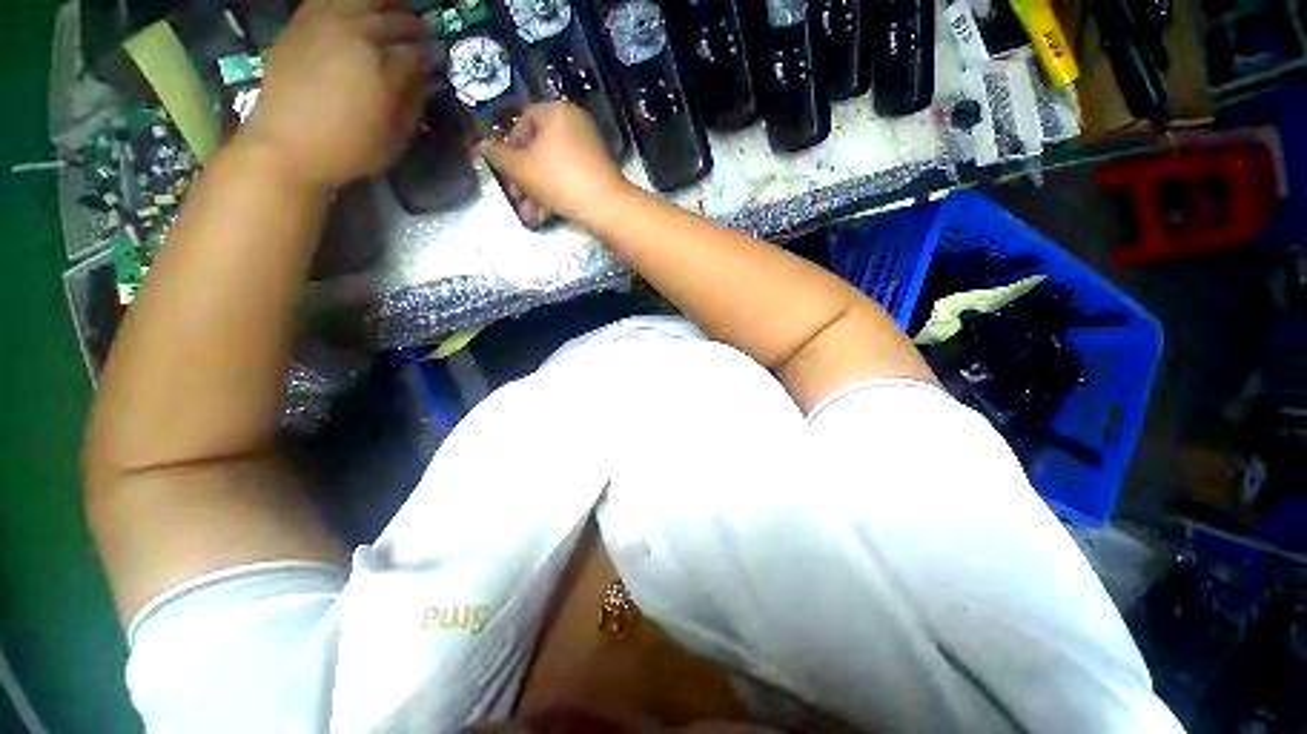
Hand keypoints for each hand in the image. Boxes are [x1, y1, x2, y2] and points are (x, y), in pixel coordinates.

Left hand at [241, 0, 431, 191]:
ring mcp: (325, 24)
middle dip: (414, 25)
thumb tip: (425, 80)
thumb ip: (413, 103)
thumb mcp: (395, 138)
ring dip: (384, 3)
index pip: (417, 52)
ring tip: (394, 10)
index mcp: (383, 68)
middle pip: (393, 19)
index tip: (440, 58)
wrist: (286, 145)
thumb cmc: (349, 150)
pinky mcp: (300, 24)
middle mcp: (356, 35)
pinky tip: (357, 10)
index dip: (432, 55)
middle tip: (425, 31)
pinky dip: (348, 2)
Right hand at [477, 102, 633, 225]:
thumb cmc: (558, 180)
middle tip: (516, 196)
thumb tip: (479, 146)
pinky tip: (545, 215)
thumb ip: (497, 156)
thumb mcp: (520, 168)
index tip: (505, 169)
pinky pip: (570, 177)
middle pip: (539, 149)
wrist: (606, 206)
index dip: (509, 146)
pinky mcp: (598, 171)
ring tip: (529, 214)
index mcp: (556, 112)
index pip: (524, 121)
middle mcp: (575, 124)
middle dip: (524, 177)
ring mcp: (590, 148)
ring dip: (537, 191)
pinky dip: (556, 193)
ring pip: (553, 167)